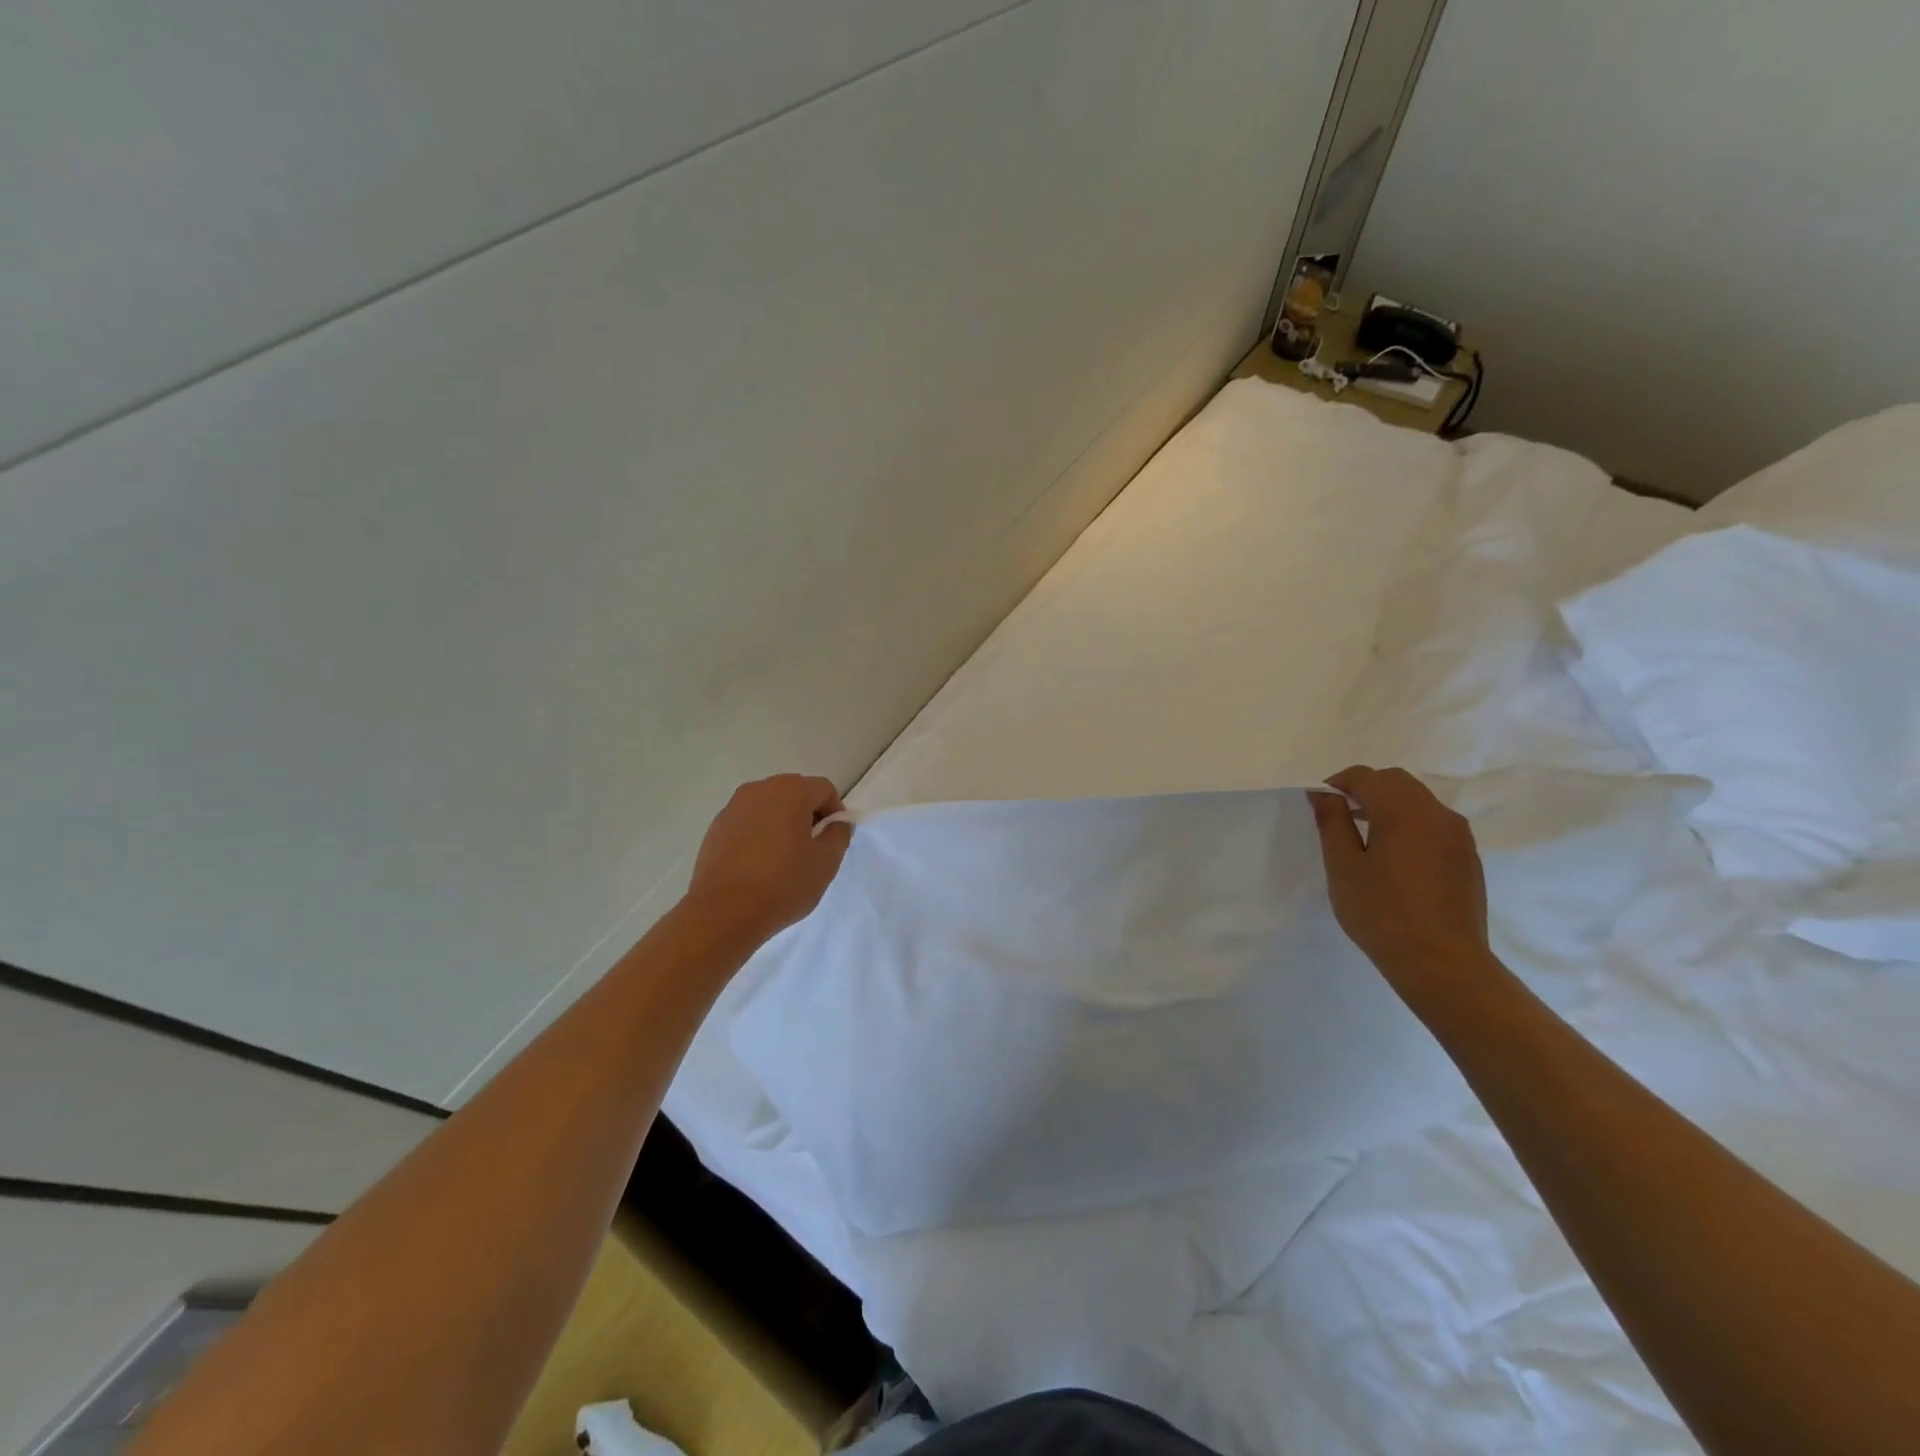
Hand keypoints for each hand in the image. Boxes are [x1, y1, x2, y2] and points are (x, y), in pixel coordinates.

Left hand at [685, 774, 851, 944]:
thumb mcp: (826, 862)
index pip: (824, 789)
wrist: (723, 913)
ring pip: (769, 806)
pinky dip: (759, 833)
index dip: (835, 812)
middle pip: (795, 791)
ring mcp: (734, 807)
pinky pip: (748, 821)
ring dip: (783, 822)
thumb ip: (839, 834)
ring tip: (783, 857)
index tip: (833, 839)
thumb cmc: (782, 884)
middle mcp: (760, 789)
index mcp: (791, 791)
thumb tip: (836, 822)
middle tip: (811, 848)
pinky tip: (758, 863)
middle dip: (808, 814)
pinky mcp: (716, 827)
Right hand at [1309, 766, 1492, 998]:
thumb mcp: (1343, 866)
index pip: (1366, 777)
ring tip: (1365, 836)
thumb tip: (1324, 794)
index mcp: (1403, 811)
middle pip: (1395, 782)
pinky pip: (1433, 822)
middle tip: (1339, 816)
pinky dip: (1409, 823)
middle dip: (1364, 789)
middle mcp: (1436, 813)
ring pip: (1418, 800)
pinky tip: (1394, 856)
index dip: (1337, 784)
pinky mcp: (1467, 856)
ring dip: (1388, 805)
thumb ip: (1332, 822)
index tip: (1319, 804)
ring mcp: (1458, 835)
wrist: (1442, 963)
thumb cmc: (1382, 913)